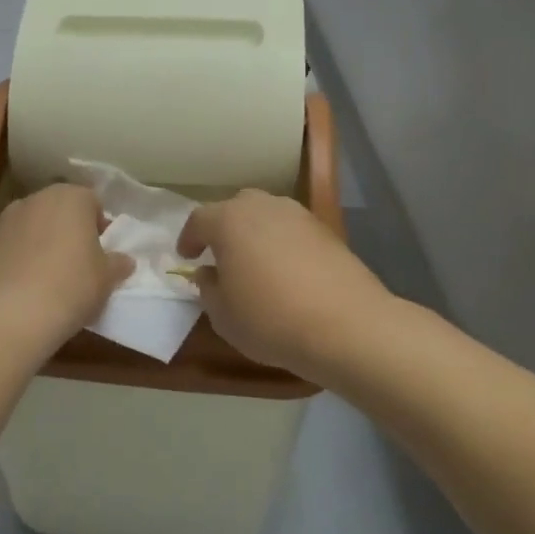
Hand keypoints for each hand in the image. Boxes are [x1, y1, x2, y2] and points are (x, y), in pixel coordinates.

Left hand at [0, 184, 132, 349]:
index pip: (92, 202)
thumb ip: (118, 264)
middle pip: (60, 210)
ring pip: (33, 226)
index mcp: (71, 197)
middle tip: (78, 264)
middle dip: (69, 231)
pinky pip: (12, 244)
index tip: (102, 253)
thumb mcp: (106, 278)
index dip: (100, 226)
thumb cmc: (71, 286)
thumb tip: (123, 260)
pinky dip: (20, 257)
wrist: (10, 313)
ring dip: (42, 242)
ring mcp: (6, 218)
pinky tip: (25, 285)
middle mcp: (37, 198)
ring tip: (49, 277)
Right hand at [179, 190, 396, 380]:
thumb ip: (208, 288)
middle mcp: (263, 206)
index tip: (187, 257)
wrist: (347, 326)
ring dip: (256, 233)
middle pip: (235, 208)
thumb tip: (209, 273)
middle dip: (224, 227)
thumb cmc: (270, 319)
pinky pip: (292, 230)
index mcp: (228, 220)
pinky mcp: (326, 230)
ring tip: (255, 262)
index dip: (189, 238)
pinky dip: (283, 243)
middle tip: (221, 254)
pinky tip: (286, 271)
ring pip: (267, 215)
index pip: (198, 220)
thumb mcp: (223, 315)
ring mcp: (298, 215)